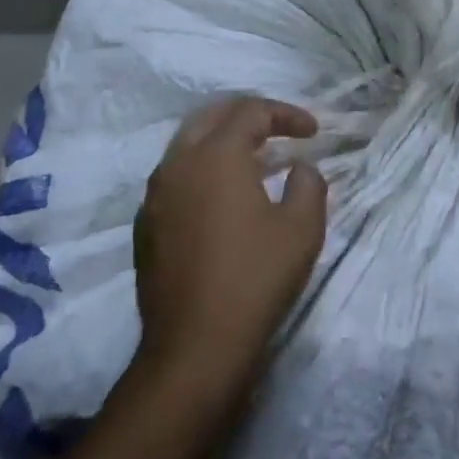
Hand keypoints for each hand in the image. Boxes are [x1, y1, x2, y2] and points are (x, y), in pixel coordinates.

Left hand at [134, 96, 326, 392]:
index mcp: (216, 154)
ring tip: (254, 159)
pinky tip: (222, 197)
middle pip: (212, 115)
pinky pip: (175, 176)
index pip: (252, 111)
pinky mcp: (145, 225)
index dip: (287, 114)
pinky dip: (202, 169)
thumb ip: (308, 184)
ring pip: (188, 144)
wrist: (194, 347)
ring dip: (222, 140)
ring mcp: (155, 195)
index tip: (313, 132)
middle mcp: (178, 163)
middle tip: (277, 128)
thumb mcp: (302, 228)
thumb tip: (299, 168)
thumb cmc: (255, 279)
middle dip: (248, 114)